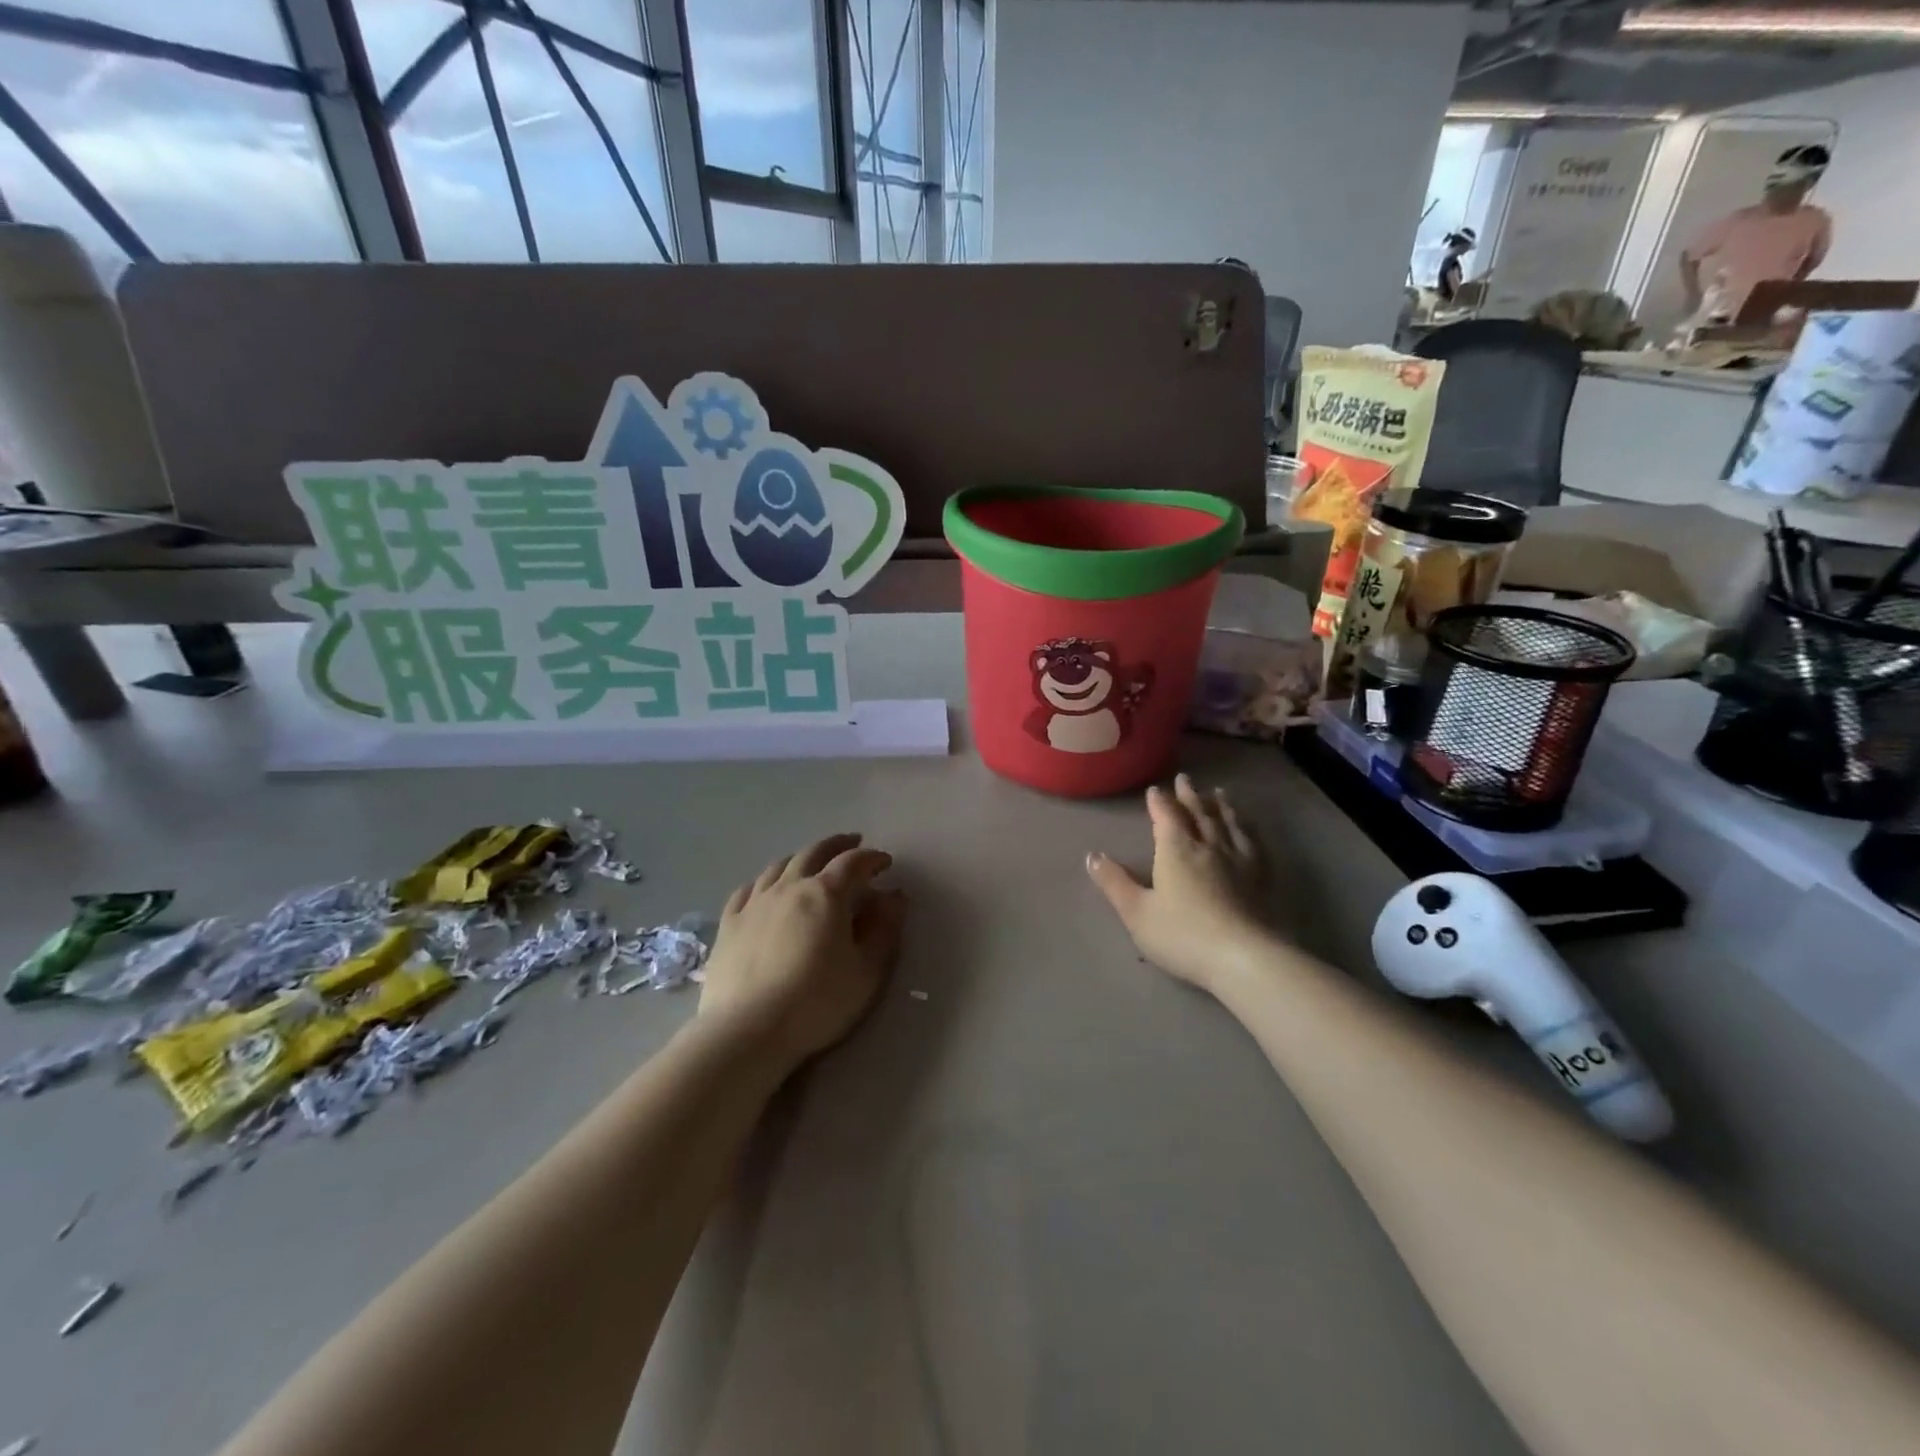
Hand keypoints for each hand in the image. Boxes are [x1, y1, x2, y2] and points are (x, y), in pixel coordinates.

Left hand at [698, 833, 907, 1073]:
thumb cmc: (817, 1002)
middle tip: (852, 844)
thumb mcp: (868, 971)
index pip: (853, 863)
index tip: (885, 863)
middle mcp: (789, 887)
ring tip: (812, 862)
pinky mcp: (729, 924)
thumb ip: (885, 930)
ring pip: (780, 866)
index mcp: (826, 894)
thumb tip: (895, 895)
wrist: (747, 1031)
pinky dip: (765, 881)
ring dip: (801, 858)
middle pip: (814, 852)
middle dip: (837, 845)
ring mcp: (754, 903)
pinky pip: (748, 889)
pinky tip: (766, 887)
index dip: (872, 858)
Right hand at [1087, 775, 1270, 993]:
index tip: (1155, 790)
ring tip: (1218, 793)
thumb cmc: (1182, 935)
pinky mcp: (1262, 877)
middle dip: (1189, 795)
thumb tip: (1092, 856)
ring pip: (1228, 823)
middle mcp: (1208, 845)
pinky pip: (1254, 842)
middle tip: (1184, 779)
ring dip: (1220, 806)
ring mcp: (1239, 859)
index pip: (1166, 816)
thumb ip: (1114, 883)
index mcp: (1176, 850)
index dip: (1159, 802)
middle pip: (1198, 813)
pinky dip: (1248, 829)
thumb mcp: (1137, 912)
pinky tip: (1249, 829)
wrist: (1244, 958)